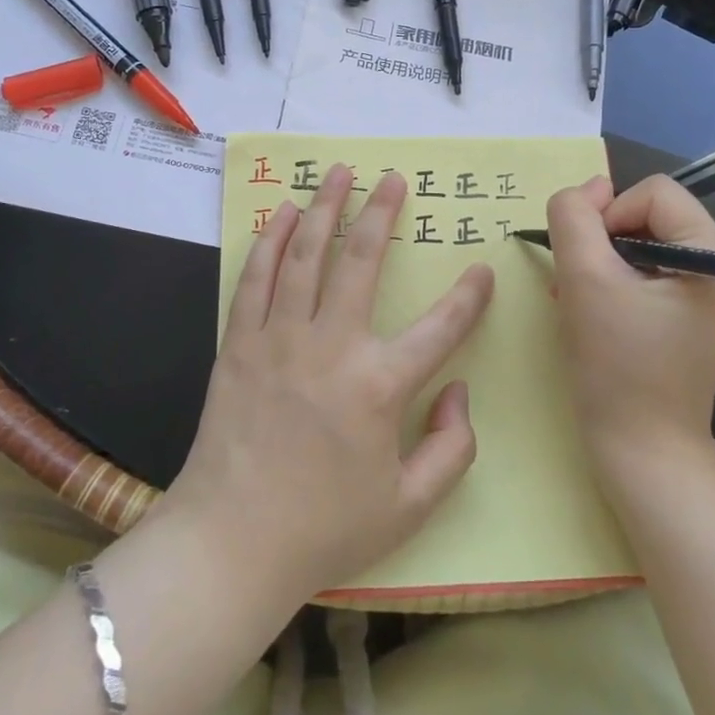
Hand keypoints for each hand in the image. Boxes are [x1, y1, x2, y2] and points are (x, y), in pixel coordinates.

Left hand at [164, 164, 492, 600]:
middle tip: (392, 178)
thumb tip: (460, 391)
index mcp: (380, 387)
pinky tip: (281, 213)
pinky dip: (270, 240)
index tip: (483, 270)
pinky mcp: (240, 342)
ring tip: (338, 172)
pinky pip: (257, 278)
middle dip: (381, 212)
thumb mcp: (409, 507)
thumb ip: (452, 449)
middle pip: (362, 261)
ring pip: (306, 254)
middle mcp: (332, 347)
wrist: (231, 542)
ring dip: (323, 207)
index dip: (469, 297)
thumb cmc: (325, 528)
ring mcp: (280, 338)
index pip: (440, 328)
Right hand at [546, 174, 714, 473]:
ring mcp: (710, 295)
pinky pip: (646, 269)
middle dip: (603, 240)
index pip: (654, 193)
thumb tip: (588, 187)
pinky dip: (612, 278)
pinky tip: (589, 306)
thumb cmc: (616, 365)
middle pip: (649, 214)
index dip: (610, 214)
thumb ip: (575, 216)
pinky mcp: (691, 314)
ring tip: (577, 295)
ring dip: (601, 259)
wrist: (640, 450)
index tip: (588, 261)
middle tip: (576, 281)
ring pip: (641, 240)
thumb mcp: (584, 278)